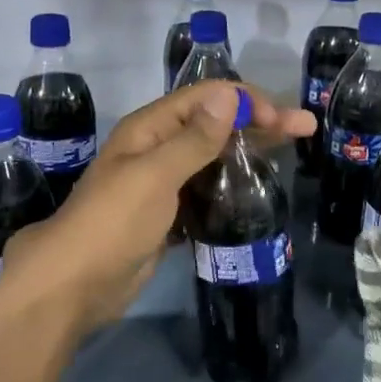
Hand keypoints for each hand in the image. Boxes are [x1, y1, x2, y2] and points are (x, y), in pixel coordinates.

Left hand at [0, 81, 314, 338]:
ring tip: (289, 156)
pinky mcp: (169, 214)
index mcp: (150, 128)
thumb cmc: (112, 223)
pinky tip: (256, 190)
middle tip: (305, 129)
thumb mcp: (154, 175)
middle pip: (215, 123)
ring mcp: (163, 182)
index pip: (207, 97)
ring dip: (248, 151)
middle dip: (259, 122)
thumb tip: (228, 96)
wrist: (75, 285)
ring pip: (213, 156)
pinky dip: (231, 184)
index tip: (284, 120)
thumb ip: (193, 139)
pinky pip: (207, 189)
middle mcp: (157, 148)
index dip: (246, 101)